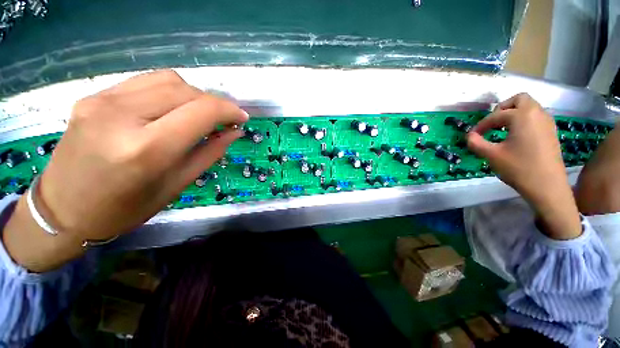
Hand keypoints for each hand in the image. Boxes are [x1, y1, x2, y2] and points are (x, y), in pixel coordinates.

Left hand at [3, 70, 247, 270]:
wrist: (63, 209)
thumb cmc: (125, 208)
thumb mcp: (177, 184)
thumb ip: (210, 152)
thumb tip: (234, 132)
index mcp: (147, 149)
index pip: (202, 111)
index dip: (229, 110)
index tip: (242, 117)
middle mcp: (122, 116)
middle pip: (186, 91)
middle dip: (214, 103)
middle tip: (224, 120)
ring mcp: (102, 101)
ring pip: (168, 80)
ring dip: (194, 95)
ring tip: (199, 114)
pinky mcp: (93, 96)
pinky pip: (146, 82)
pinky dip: (170, 91)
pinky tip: (173, 108)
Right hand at [467, 93, 580, 239]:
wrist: (547, 186)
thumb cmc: (519, 168)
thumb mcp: (491, 155)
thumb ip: (476, 143)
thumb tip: (469, 136)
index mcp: (522, 116)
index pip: (496, 115)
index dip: (481, 125)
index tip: (473, 136)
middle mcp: (537, 114)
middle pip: (519, 99)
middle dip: (502, 109)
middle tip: (492, 123)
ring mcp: (547, 122)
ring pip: (529, 107)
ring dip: (514, 114)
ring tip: (502, 130)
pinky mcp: (551, 132)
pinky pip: (536, 117)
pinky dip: (524, 120)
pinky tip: (516, 136)